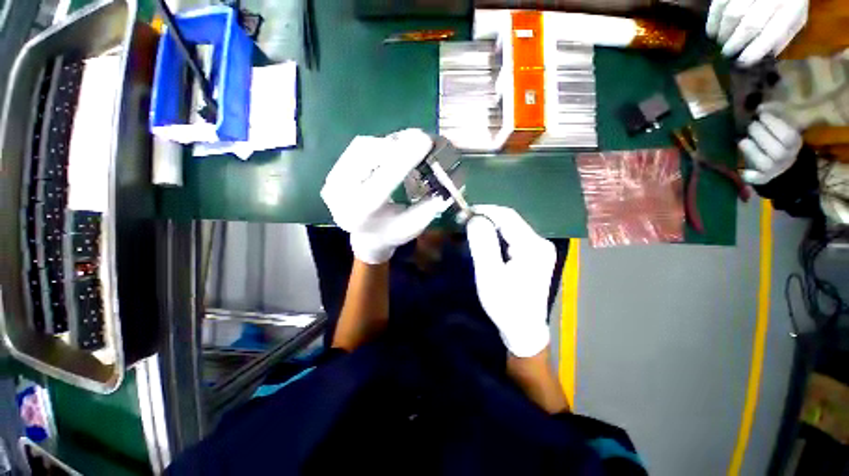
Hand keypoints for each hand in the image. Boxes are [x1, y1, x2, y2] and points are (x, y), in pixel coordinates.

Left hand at [321, 129, 450, 263]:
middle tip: (422, 138)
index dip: (405, 159)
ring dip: (390, 143)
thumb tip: (449, 180)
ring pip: (363, 148)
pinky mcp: (333, 172)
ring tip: (410, 145)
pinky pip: (358, 148)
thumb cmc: (391, 233)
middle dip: (399, 145)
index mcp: (361, 216)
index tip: (425, 140)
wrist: (366, 236)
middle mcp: (340, 196)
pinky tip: (394, 149)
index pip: (383, 183)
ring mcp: (332, 182)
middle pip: (369, 158)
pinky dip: (380, 144)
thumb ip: (430, 206)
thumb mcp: (413, 226)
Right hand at [466, 205, 554, 357]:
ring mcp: (539, 249)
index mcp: (533, 246)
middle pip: (510, 220)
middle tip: (464, 222)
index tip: (463, 213)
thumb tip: (475, 218)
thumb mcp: (490, 275)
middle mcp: (540, 243)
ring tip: (471, 229)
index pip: (507, 216)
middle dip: (486, 218)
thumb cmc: (505, 305)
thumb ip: (483, 244)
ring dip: (490, 226)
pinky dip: (496, 235)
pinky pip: (513, 238)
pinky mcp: (534, 255)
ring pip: (510, 228)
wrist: (523, 329)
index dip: (484, 210)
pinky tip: (485, 240)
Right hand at [706, 0, 807, 65]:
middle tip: (726, 54)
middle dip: (735, 43)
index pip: (772, 34)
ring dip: (723, 33)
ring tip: (721, 42)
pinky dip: (713, 21)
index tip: (742, 62)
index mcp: (790, 9)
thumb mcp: (795, 18)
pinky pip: (719, 5)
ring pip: (732, 15)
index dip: (755, 50)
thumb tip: (765, 55)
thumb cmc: (789, 1)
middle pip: (749, 25)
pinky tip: (712, 31)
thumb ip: (783, 35)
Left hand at [739, 112, 802, 184]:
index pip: (788, 136)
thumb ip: (774, 111)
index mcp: (795, 142)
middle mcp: (788, 157)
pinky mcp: (764, 178)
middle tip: (751, 126)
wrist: (777, 156)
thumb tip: (760, 108)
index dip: (772, 124)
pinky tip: (743, 169)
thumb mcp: (781, 120)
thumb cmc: (776, 132)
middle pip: (777, 152)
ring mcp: (776, 169)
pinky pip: (757, 178)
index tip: (761, 115)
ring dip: (752, 151)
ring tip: (743, 141)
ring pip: (765, 164)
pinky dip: (750, 175)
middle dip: (760, 135)